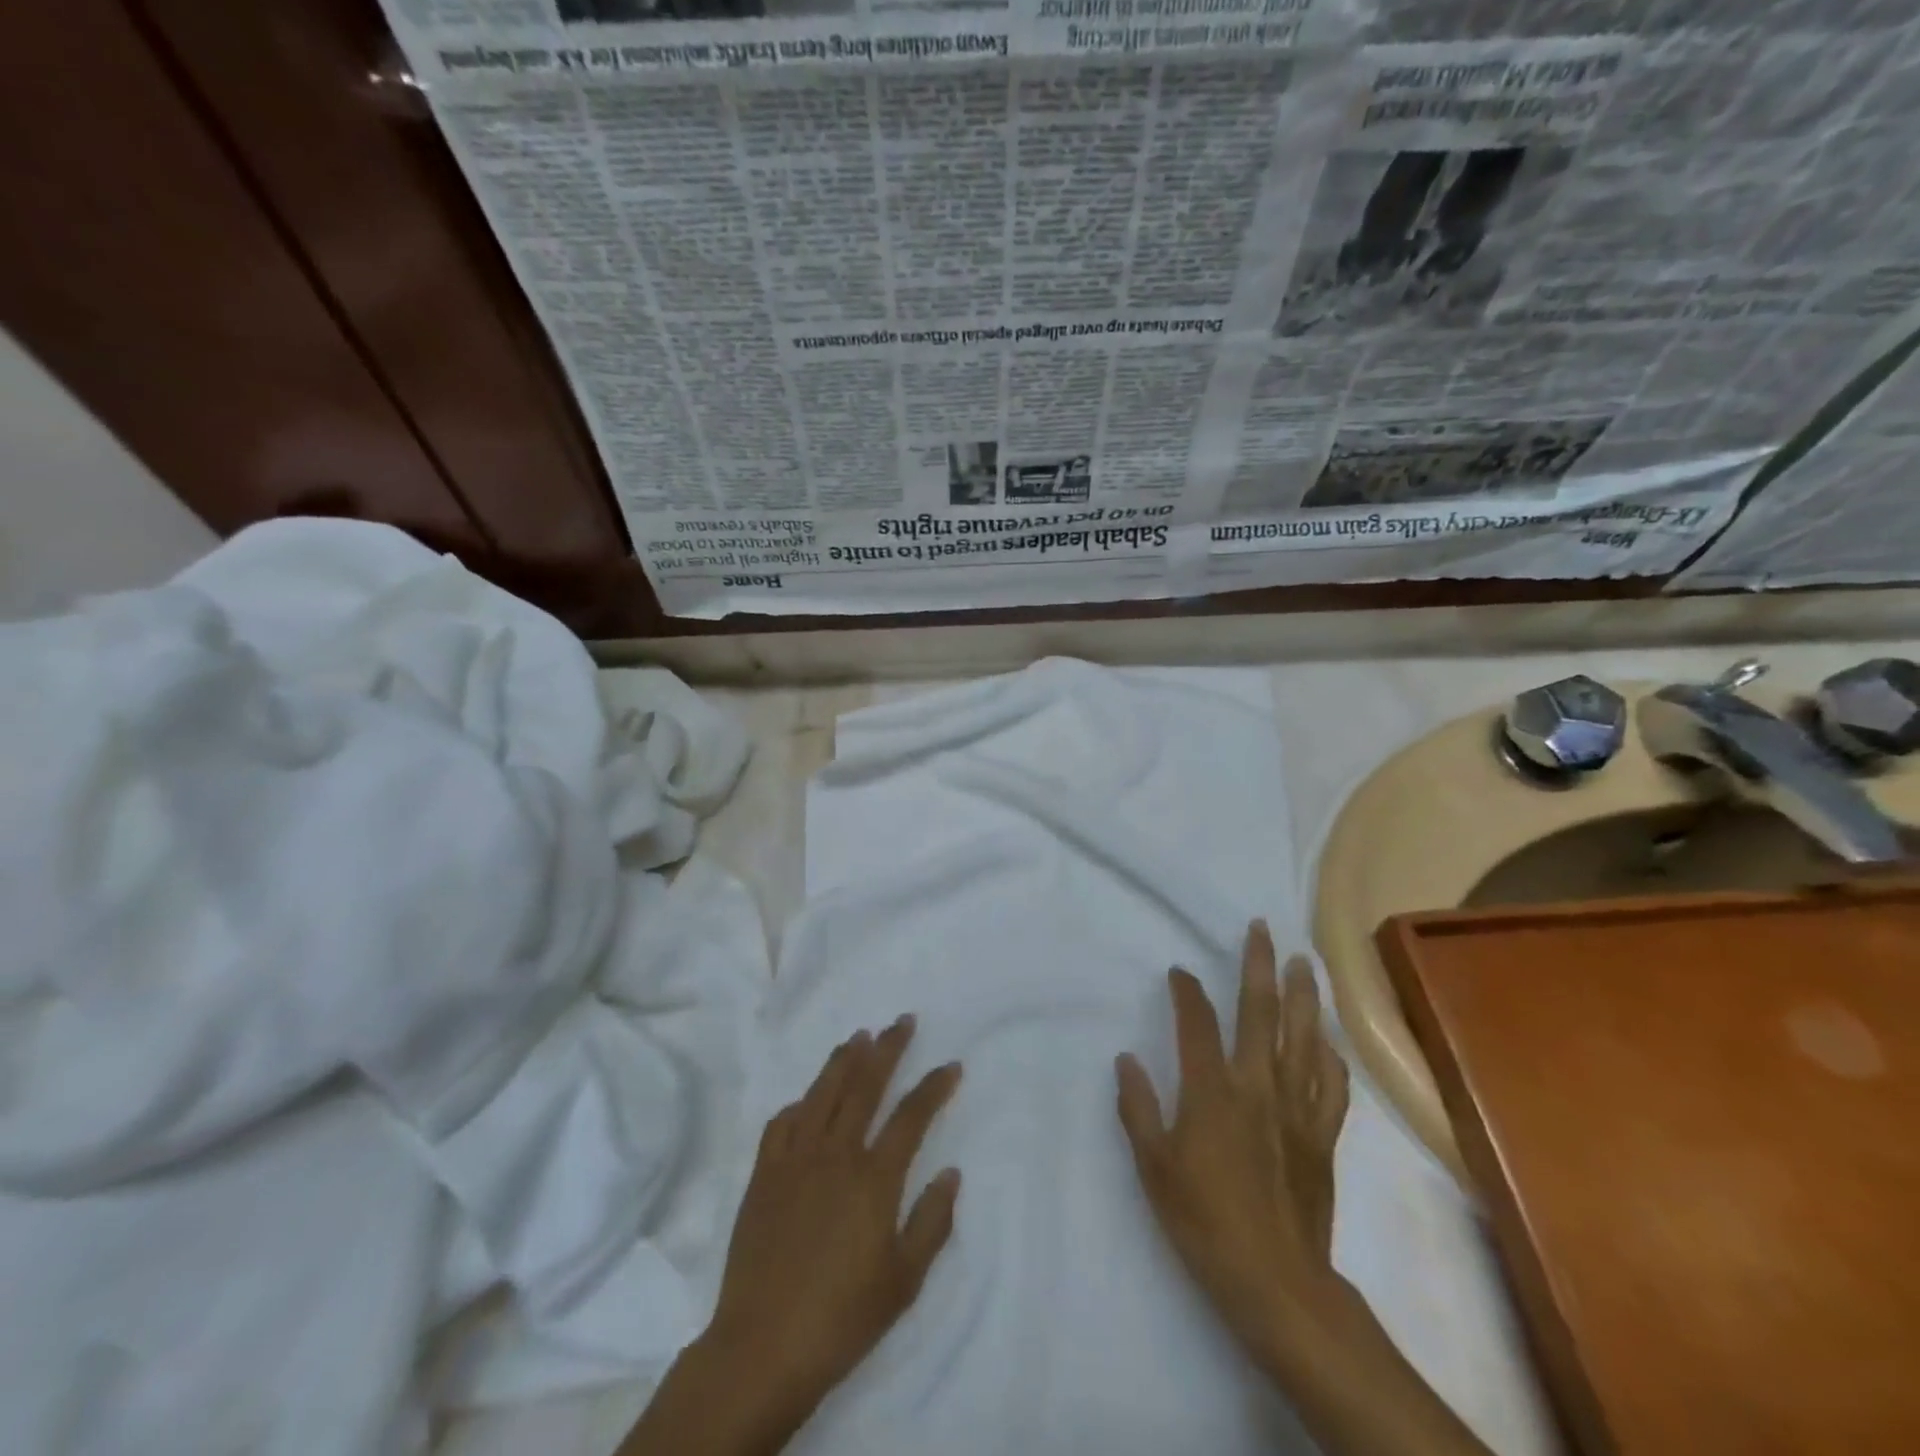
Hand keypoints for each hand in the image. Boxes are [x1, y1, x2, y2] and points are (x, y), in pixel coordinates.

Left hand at [710, 1014, 962, 1418]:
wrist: (762, 1347)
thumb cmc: (842, 1318)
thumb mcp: (904, 1281)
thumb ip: (932, 1222)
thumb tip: (951, 1172)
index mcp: (873, 1178)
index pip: (911, 1116)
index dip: (934, 1087)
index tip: (951, 1065)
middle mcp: (835, 1154)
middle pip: (865, 1085)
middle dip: (888, 1049)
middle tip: (903, 1021)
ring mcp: (794, 1160)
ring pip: (822, 1092)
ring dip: (844, 1060)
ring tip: (859, 1036)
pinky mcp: (763, 1175)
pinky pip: (782, 1123)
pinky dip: (799, 1103)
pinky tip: (807, 1099)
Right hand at [1116, 921, 1349, 1366]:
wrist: (1276, 1281)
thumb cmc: (1204, 1220)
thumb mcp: (1154, 1166)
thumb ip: (1139, 1108)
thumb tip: (1126, 1059)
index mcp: (1213, 1090)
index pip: (1198, 1023)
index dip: (1188, 991)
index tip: (1180, 971)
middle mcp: (1258, 1085)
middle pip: (1261, 1012)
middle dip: (1259, 965)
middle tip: (1263, 929)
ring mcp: (1297, 1108)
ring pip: (1304, 1037)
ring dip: (1304, 995)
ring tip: (1304, 963)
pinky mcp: (1323, 1135)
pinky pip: (1332, 1084)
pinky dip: (1330, 1056)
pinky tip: (1328, 1040)